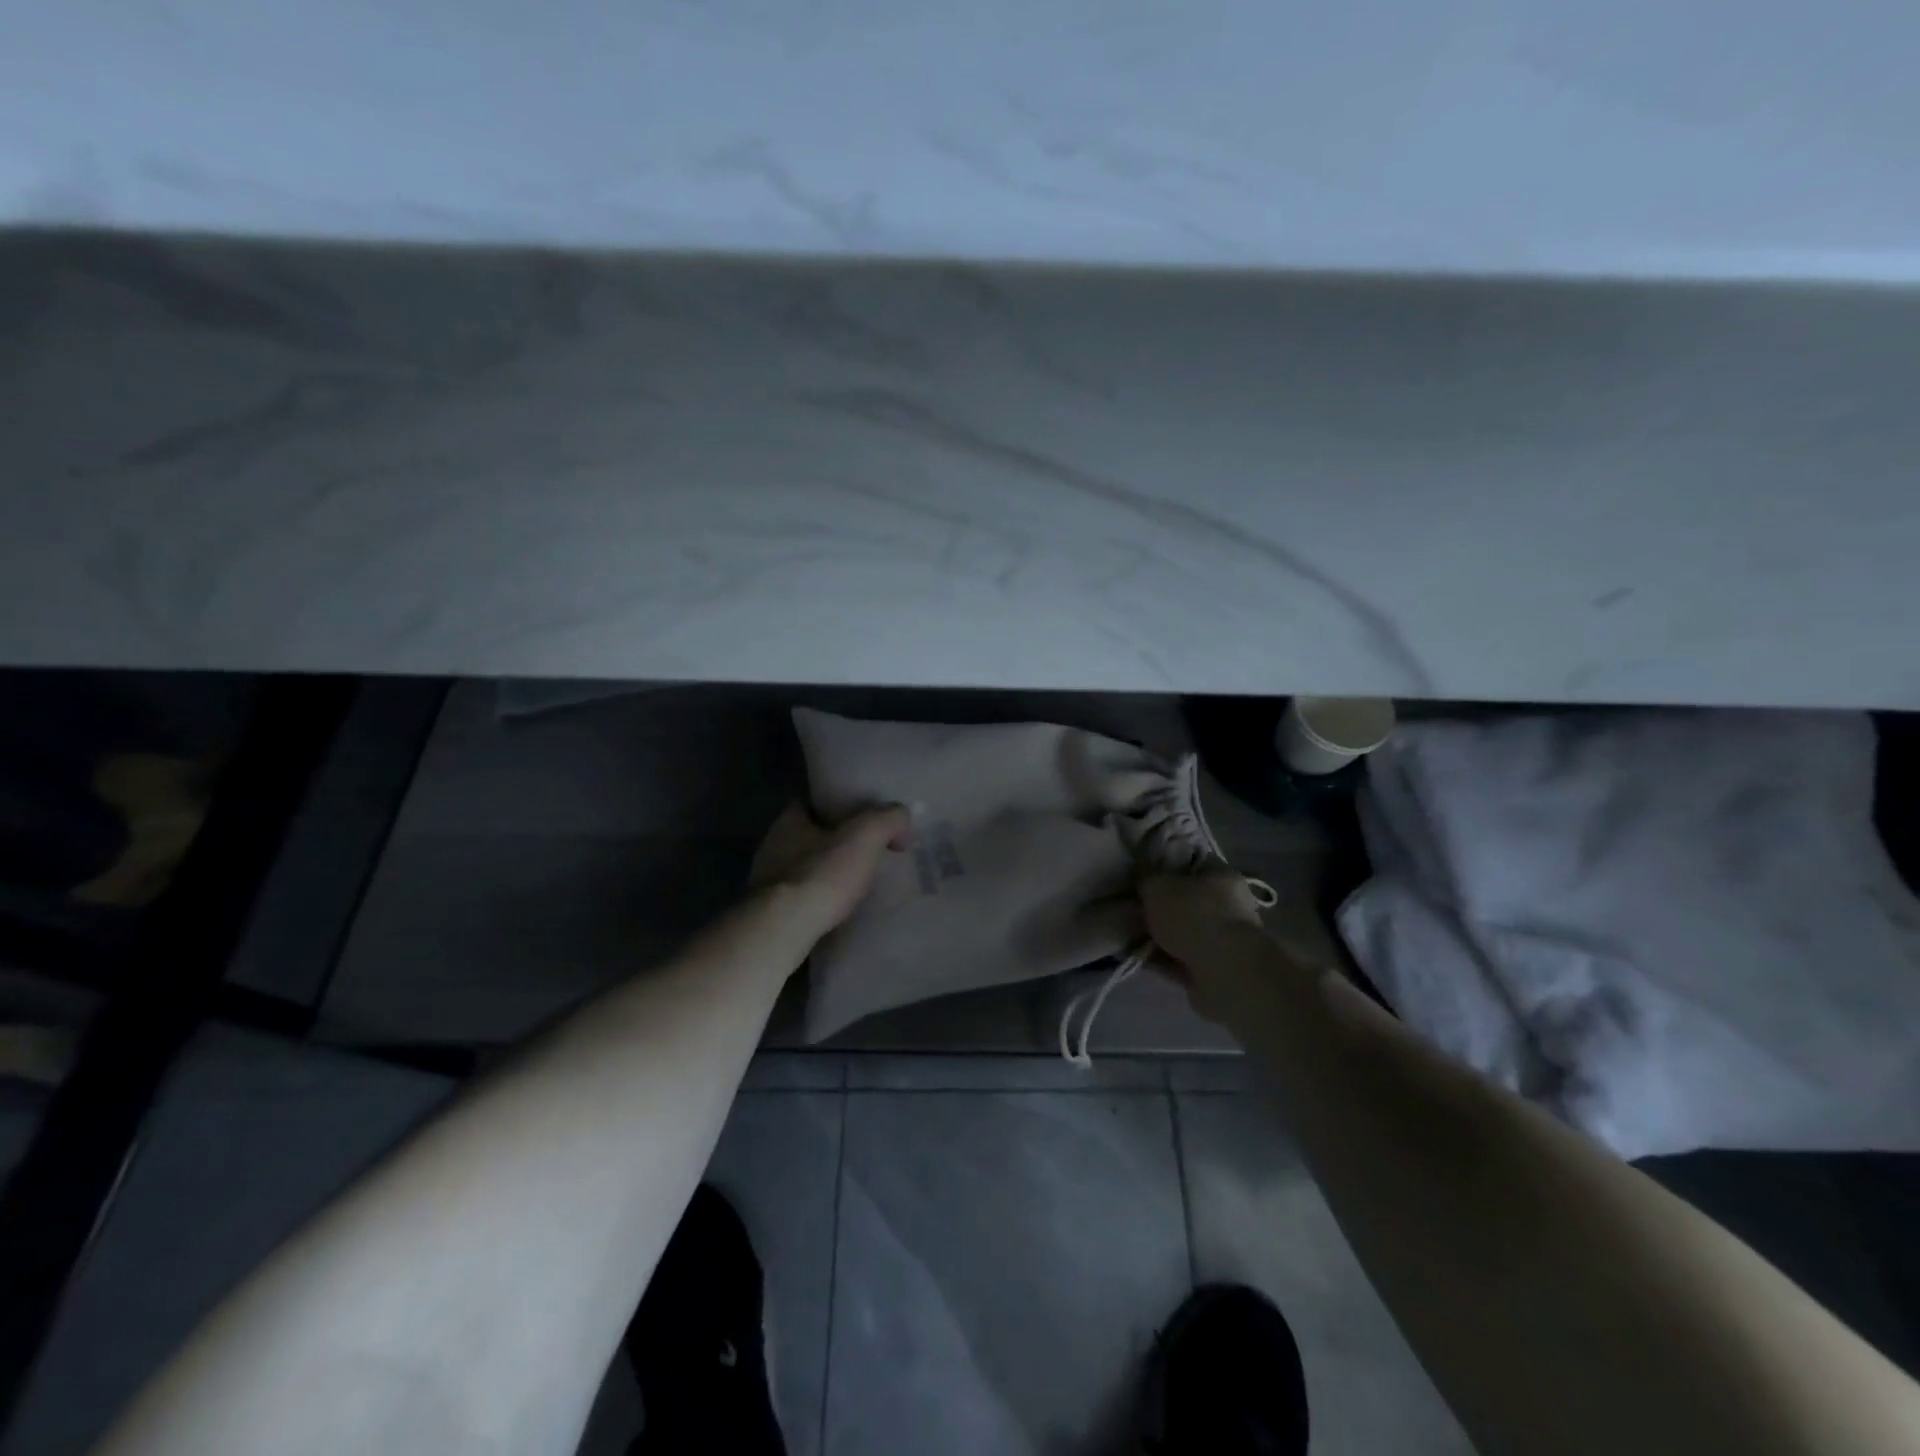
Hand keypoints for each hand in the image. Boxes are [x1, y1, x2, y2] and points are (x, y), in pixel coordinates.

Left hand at [750, 801, 911, 938]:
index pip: (813, 800)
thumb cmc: (821, 874)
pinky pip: (803, 895)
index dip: (839, 803)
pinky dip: (821, 896)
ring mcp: (768, 880)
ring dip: (828, 871)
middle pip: (811, 834)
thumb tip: (901, 819)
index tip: (864, 813)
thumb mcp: (865, 835)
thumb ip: (888, 818)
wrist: (784, 930)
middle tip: (868, 849)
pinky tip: (840, 906)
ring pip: (806, 866)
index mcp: (789, 820)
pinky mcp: (771, 912)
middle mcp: (773, 845)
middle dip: (837, 839)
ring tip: (858, 880)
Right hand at [1140, 870, 1268, 1022]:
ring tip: (1129, 935)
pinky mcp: (1216, 969)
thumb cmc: (1193, 916)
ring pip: (1183, 932)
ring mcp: (1224, 939)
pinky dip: (1162, 959)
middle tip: (1132, 907)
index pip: (1192, 862)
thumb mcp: (1157, 886)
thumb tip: (1141, 874)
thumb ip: (1145, 877)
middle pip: (1187, 900)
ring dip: (1159, 935)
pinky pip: (1181, 959)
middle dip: (1159, 906)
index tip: (1141, 874)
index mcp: (1222, 876)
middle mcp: (1229, 905)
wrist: (1223, 972)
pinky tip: (1138, 957)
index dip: (1165, 865)